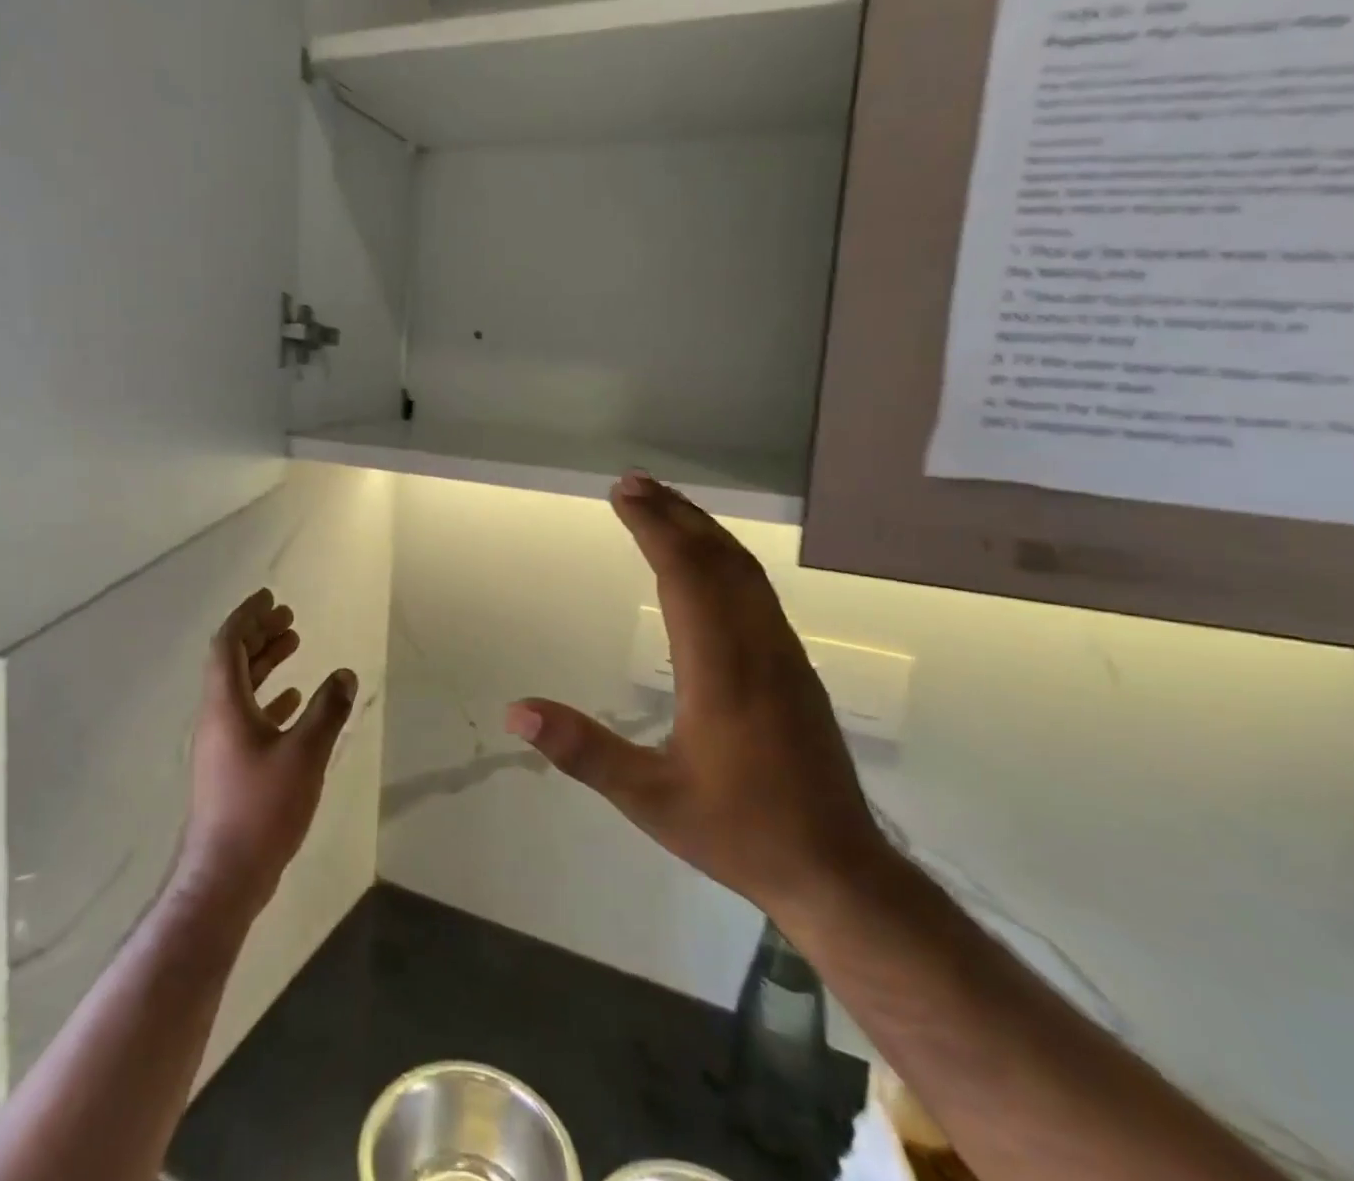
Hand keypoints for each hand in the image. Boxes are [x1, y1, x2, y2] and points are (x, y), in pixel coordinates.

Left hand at [179, 589, 357, 914]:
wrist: (225, 876)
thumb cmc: (262, 808)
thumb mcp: (304, 754)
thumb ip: (327, 710)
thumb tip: (345, 674)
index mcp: (225, 705)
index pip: (228, 644)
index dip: (247, 616)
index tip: (270, 597)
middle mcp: (217, 717)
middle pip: (233, 660)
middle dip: (259, 633)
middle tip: (288, 617)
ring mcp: (222, 743)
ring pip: (241, 687)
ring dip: (266, 662)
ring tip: (295, 643)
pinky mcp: (231, 765)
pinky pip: (248, 714)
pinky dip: (270, 696)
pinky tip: (294, 698)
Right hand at [505, 474, 887, 918]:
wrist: (837, 871)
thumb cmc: (737, 831)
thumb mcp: (648, 798)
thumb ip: (583, 751)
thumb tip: (516, 713)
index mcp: (721, 669)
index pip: (685, 574)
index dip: (653, 527)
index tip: (622, 494)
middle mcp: (757, 646)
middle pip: (717, 558)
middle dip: (674, 513)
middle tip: (634, 482)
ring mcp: (783, 654)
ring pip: (744, 571)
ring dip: (703, 529)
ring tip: (665, 505)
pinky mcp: (795, 667)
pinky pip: (758, 591)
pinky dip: (726, 557)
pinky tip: (708, 561)